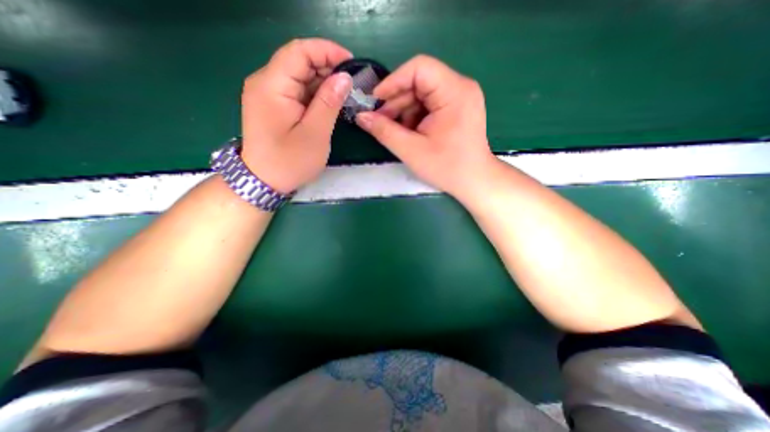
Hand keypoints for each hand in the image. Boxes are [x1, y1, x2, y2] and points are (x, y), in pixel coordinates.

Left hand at [239, 38, 352, 193]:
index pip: (299, 51)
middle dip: (328, 68)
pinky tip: (330, 103)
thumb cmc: (290, 162)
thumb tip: (344, 77)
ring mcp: (268, 93)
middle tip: (353, 85)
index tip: (352, 64)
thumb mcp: (315, 134)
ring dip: (323, 82)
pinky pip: (297, 91)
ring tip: (345, 94)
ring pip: (299, 76)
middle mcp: (266, 82)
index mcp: (272, 86)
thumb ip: (329, 103)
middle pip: (299, 61)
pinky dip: (315, 94)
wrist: (263, 181)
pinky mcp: (274, 105)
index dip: (327, 51)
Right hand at [355, 55, 499, 199]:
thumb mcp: (412, 150)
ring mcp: (460, 97)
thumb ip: (384, 131)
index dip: (393, 81)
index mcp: (454, 92)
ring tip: (394, 131)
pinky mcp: (457, 108)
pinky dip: (415, 117)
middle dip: (396, 101)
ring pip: (422, 94)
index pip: (419, 68)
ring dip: (404, 111)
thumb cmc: (447, 168)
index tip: (375, 101)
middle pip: (419, 81)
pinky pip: (429, 105)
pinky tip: (408, 133)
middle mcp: (460, 87)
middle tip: (380, 122)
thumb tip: (361, 116)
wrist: (474, 181)